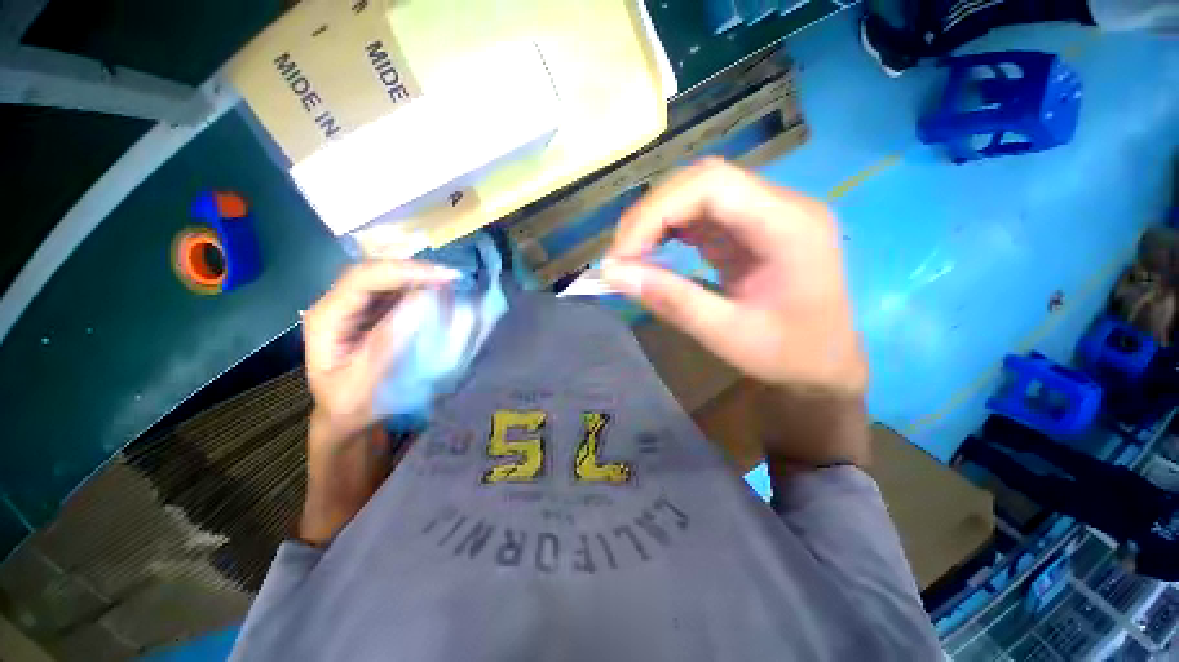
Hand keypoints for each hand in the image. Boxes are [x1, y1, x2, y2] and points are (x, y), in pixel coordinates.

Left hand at [298, 260, 456, 545]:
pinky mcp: (378, 312)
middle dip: (419, 271)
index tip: (446, 278)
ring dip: (425, 279)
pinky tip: (446, 296)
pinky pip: (403, 292)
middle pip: (379, 271)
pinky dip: (426, 291)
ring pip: (393, 278)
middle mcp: (341, 304)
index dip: (405, 271)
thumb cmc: (352, 407)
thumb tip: (421, 303)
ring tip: (456, 286)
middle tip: (457, 280)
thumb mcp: (364, 384)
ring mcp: (360, 306)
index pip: (363, 278)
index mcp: (328, 318)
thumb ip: (388, 344)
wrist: (348, 418)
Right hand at [603, 158, 866, 396]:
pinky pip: (701, 214)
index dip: (656, 212)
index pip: (712, 185)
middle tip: (620, 255)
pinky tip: (653, 252)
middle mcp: (780, 205)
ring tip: (630, 255)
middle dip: (651, 214)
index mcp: (789, 226)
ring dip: (656, 220)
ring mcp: (764, 213)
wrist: (825, 362)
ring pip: (697, 193)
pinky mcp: (749, 228)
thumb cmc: (789, 355)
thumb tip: (613, 274)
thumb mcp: (727, 335)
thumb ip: (672, 300)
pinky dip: (669, 230)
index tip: (622, 254)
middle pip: (702, 181)